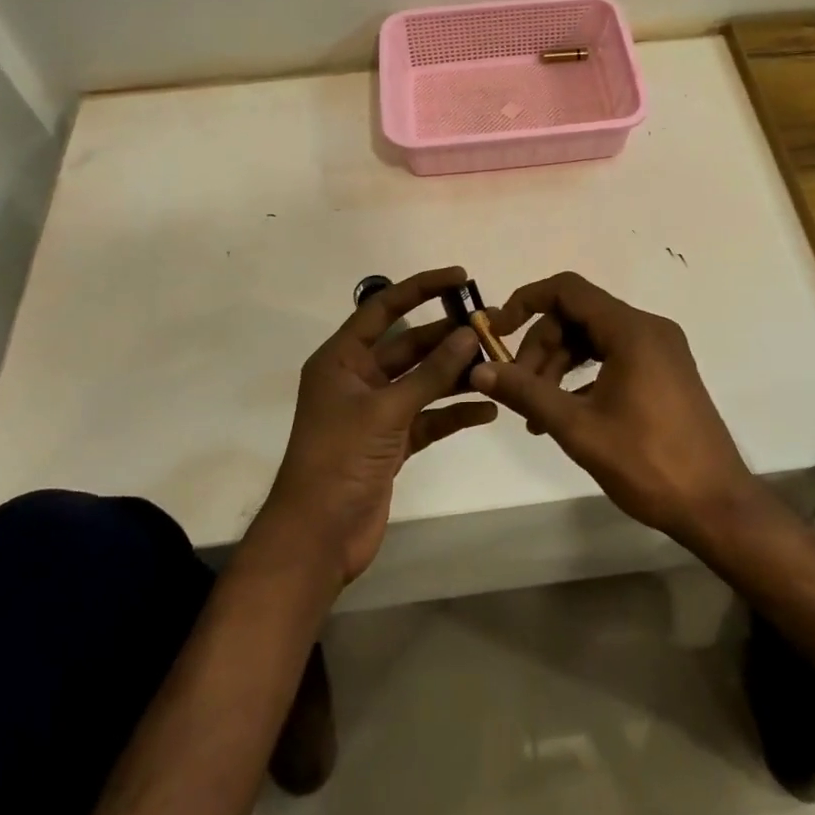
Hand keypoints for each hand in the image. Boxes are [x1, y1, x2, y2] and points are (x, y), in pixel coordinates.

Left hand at [258, 267, 496, 585]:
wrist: (317, 537)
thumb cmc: (339, 460)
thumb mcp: (386, 410)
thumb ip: (430, 373)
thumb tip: (469, 334)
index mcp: (342, 360)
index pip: (383, 308)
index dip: (421, 288)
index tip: (461, 276)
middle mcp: (359, 379)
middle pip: (410, 345)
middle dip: (449, 336)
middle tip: (492, 326)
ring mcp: (376, 412)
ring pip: (423, 381)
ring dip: (457, 374)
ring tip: (498, 365)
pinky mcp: (392, 442)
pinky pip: (429, 417)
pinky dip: (454, 412)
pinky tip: (487, 410)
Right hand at [471, 272, 763, 546]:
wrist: (717, 506)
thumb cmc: (648, 463)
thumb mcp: (578, 428)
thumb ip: (526, 392)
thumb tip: (479, 369)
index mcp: (632, 330)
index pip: (567, 290)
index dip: (526, 302)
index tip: (496, 331)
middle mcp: (649, 328)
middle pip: (578, 315)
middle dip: (541, 347)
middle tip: (519, 391)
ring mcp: (661, 350)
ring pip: (594, 338)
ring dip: (559, 365)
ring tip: (536, 412)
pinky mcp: (665, 371)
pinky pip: (614, 355)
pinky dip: (585, 375)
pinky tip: (568, 413)